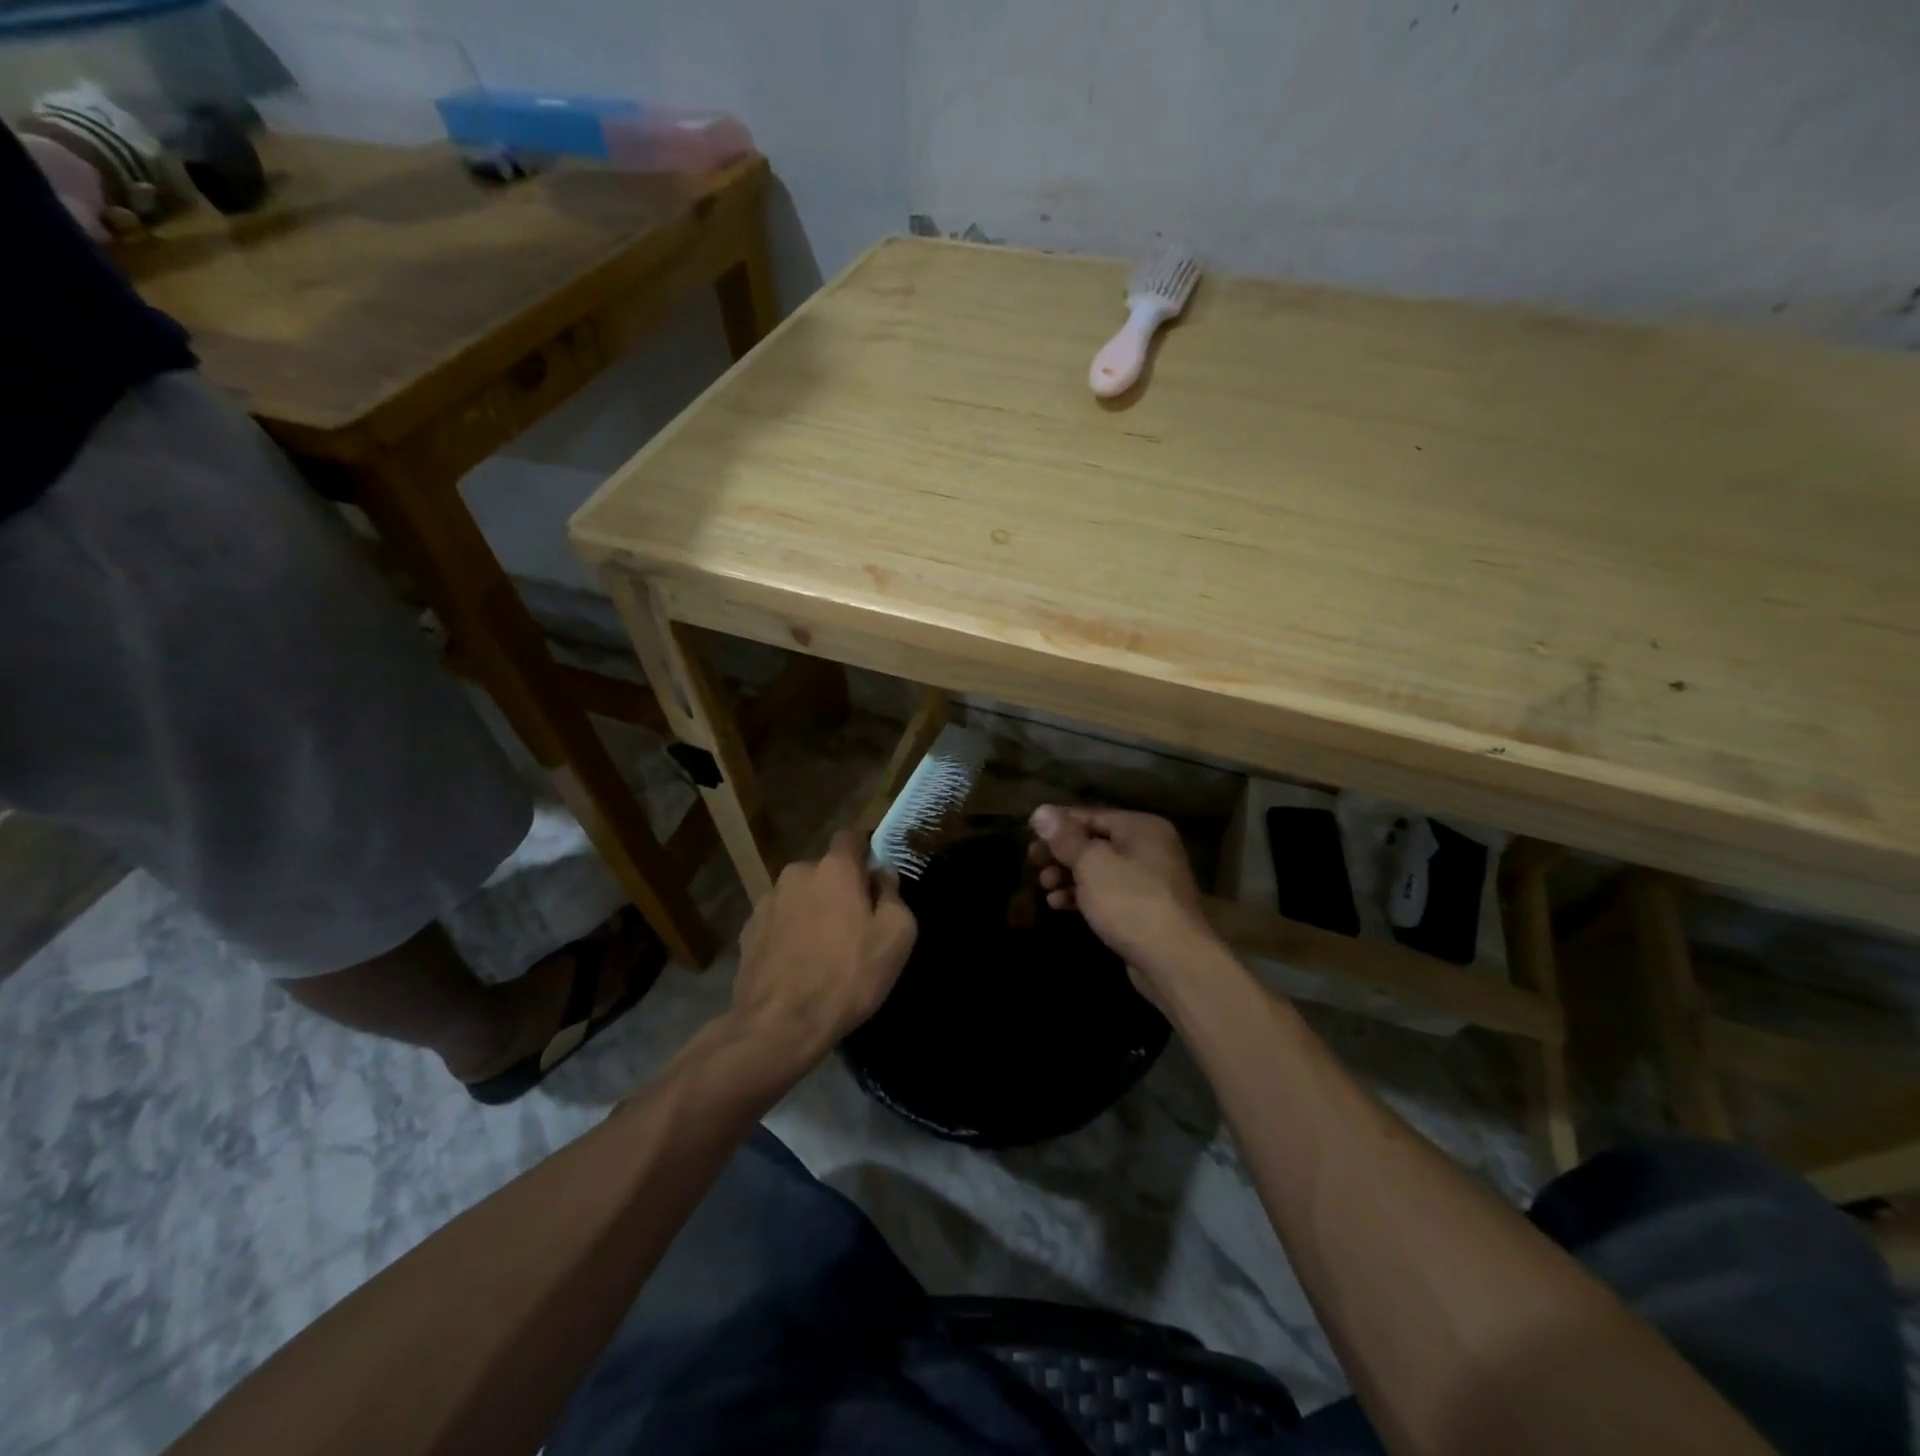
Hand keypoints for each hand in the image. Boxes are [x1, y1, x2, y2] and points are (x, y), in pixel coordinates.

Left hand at [730, 831, 917, 1066]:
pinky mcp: (748, 931)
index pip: (851, 838)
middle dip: (839, 890)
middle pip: (825, 871)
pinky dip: (790, 933)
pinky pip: (779, 921)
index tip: (874, 882)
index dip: (865, 855)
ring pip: (800, 896)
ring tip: (823, 951)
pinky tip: (798, 965)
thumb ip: (893, 895)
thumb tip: (882, 876)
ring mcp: (767, 901)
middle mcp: (796, 873)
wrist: (779, 1025)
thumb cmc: (847, 977)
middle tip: (854, 927)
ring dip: (812, 912)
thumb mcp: (896, 938)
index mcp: (834, 868)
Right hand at [1027, 806, 1214, 1004]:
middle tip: (1032, 862)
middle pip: (1095, 842)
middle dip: (1061, 853)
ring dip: (1068, 875)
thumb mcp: (1091, 863)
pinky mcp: (1143, 909)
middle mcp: (1148, 847)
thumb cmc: (1130, 900)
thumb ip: (1065, 837)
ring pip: (1099, 870)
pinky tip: (1059, 904)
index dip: (1058, 824)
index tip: (1029, 834)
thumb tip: (1041, 811)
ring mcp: (1148, 880)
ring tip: (1044, 886)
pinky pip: (1107, 894)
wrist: (1173, 959)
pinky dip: (1083, 895)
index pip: (1091, 815)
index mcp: (1141, 827)